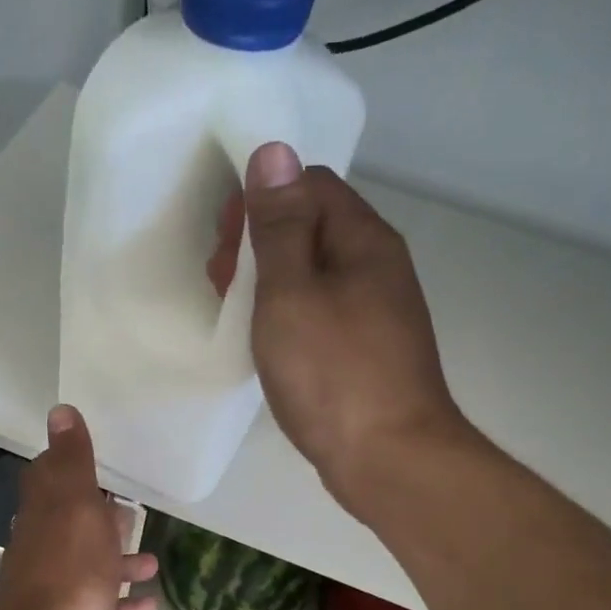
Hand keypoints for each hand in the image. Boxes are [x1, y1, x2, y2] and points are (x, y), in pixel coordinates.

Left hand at [0, 405, 157, 609]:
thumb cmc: (70, 569)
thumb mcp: (76, 504)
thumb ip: (72, 460)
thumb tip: (59, 410)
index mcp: (45, 512)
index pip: (48, 477)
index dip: (68, 467)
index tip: (96, 464)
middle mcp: (43, 544)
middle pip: (71, 522)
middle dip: (100, 516)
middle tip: (131, 512)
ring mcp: (53, 584)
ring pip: (89, 564)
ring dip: (118, 560)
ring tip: (152, 562)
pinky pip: (99, 604)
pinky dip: (122, 600)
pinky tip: (148, 603)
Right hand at [208, 143, 474, 518]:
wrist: (390, 459)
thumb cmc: (333, 373)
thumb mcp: (291, 293)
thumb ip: (279, 225)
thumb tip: (274, 150)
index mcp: (363, 240)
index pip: (309, 185)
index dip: (259, 203)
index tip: (223, 246)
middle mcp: (377, 265)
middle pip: (311, 225)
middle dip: (259, 242)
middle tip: (220, 282)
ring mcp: (375, 309)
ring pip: (313, 271)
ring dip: (268, 279)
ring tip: (233, 311)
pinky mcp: (366, 348)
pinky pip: (320, 308)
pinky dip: (287, 312)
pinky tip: (265, 340)